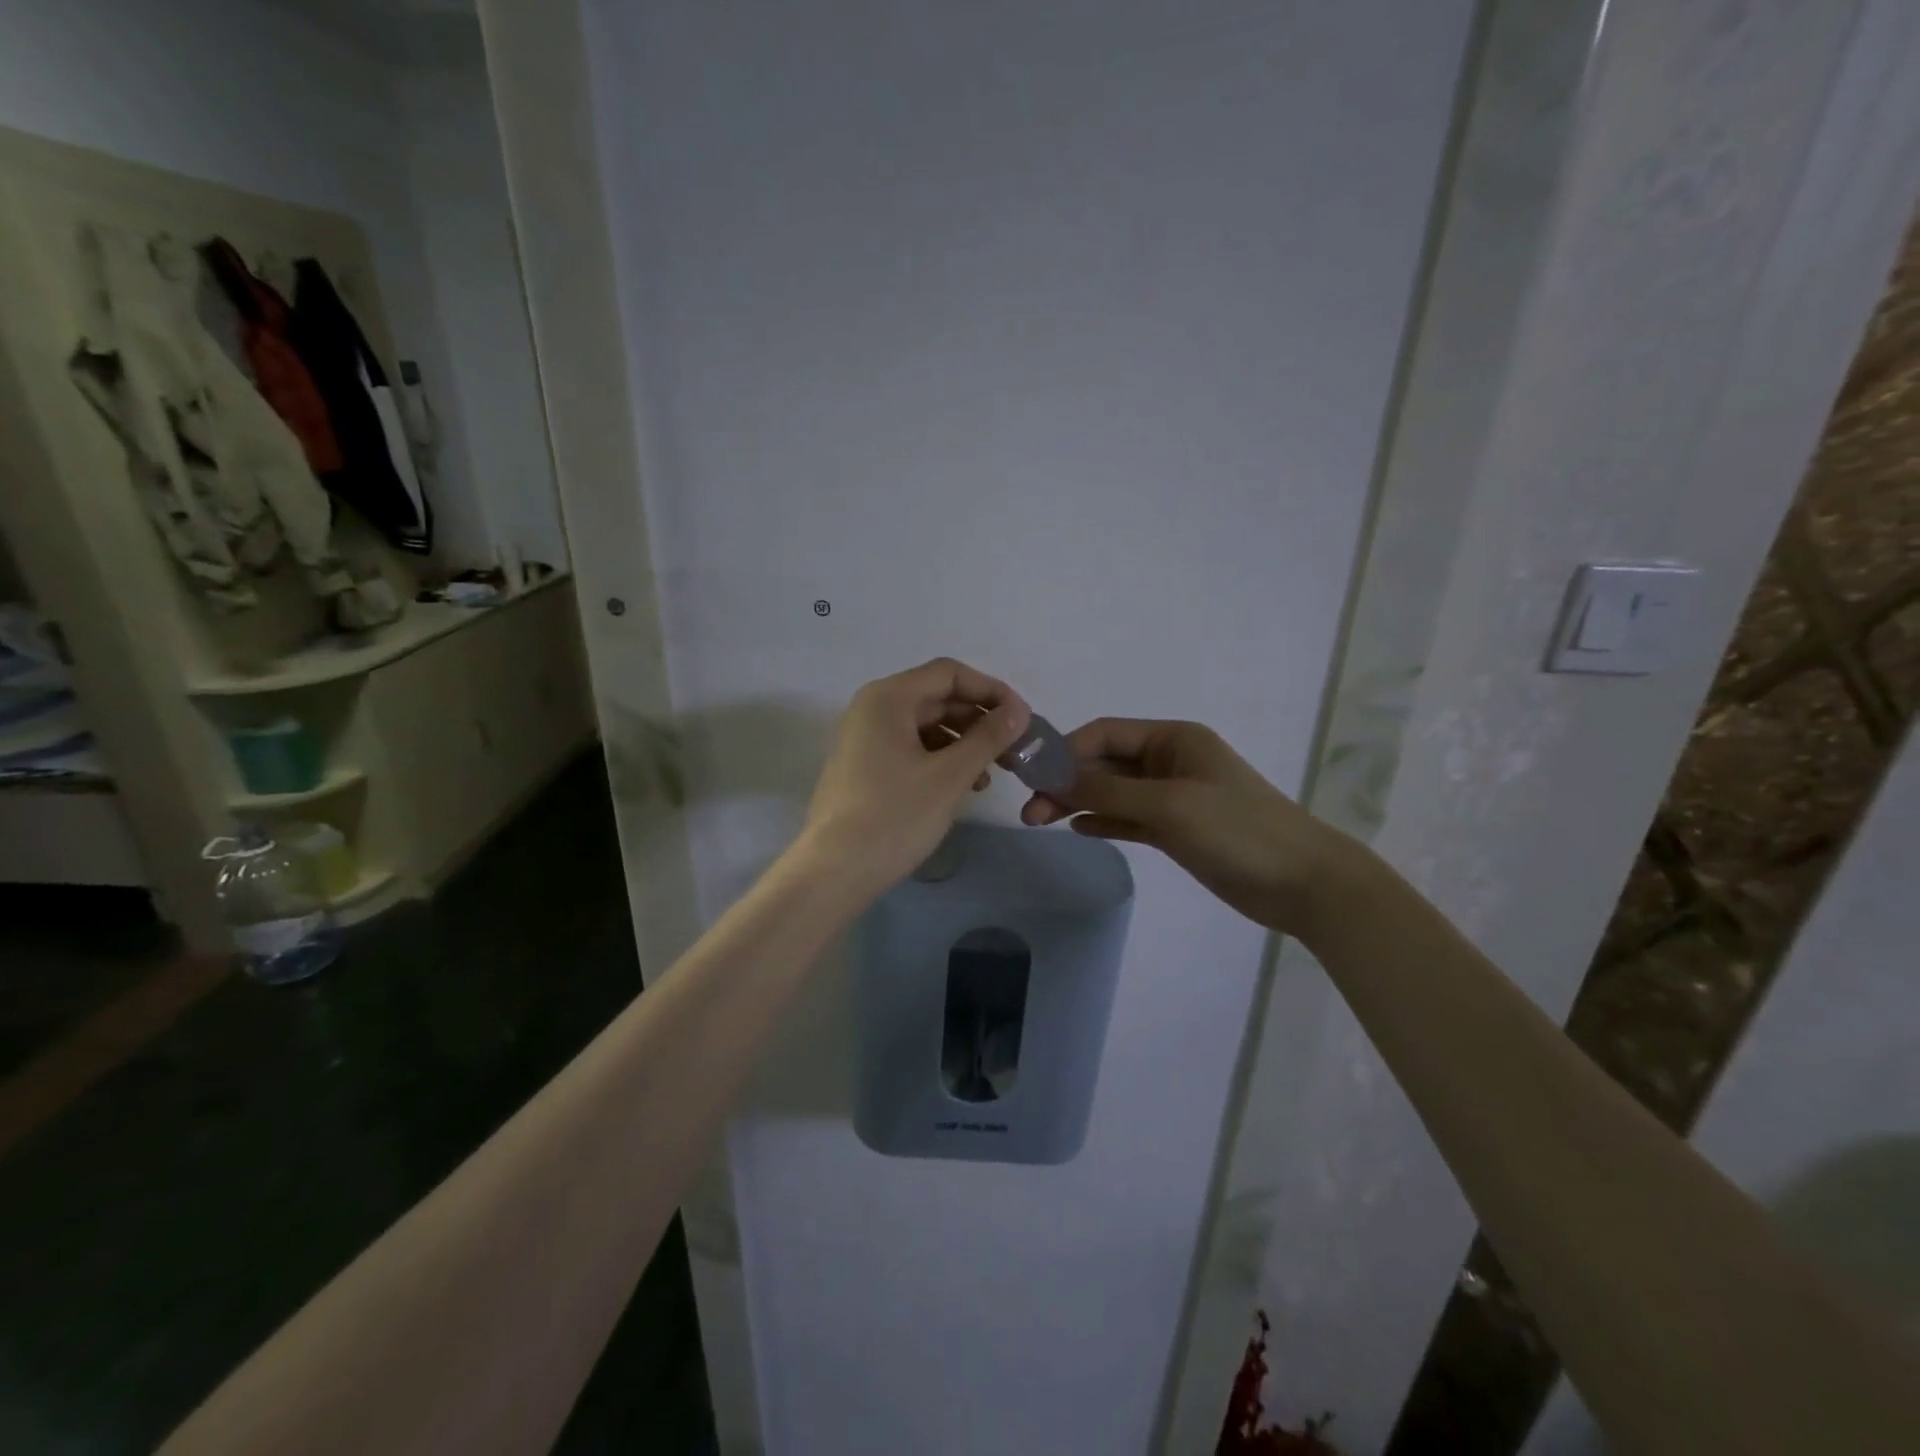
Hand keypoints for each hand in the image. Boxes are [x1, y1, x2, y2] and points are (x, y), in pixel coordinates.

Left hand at [798, 658, 1031, 897]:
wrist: (835, 871)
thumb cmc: (895, 816)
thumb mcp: (950, 775)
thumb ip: (988, 737)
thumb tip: (1018, 711)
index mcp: (888, 698)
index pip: (949, 673)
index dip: (990, 690)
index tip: (1022, 717)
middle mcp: (873, 708)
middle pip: (937, 697)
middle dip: (979, 719)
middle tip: (1013, 748)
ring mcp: (865, 738)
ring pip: (926, 725)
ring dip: (963, 742)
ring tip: (990, 774)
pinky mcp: (864, 766)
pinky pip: (911, 747)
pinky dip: (941, 759)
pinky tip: (962, 785)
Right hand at [1020, 718, 1358, 938]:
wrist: (1302, 882)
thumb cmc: (1237, 830)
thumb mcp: (1168, 804)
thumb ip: (1108, 790)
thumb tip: (1052, 778)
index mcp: (1172, 739)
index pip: (1104, 733)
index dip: (1065, 750)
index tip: (1029, 775)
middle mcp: (1169, 761)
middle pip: (1105, 763)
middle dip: (1066, 781)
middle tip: (1029, 811)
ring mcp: (1173, 797)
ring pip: (1113, 792)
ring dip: (1078, 802)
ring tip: (1039, 821)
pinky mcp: (1176, 830)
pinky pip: (1128, 818)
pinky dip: (1103, 820)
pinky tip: (1077, 828)